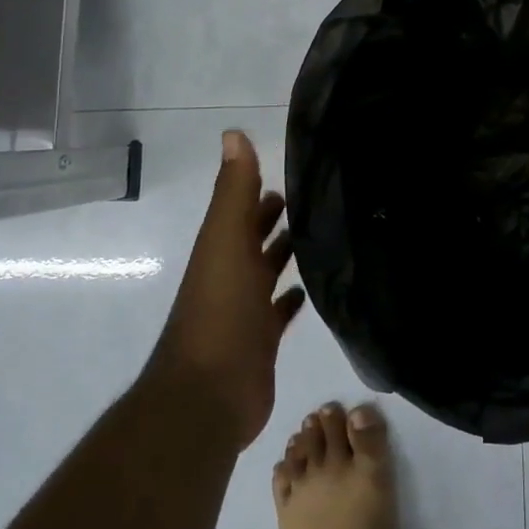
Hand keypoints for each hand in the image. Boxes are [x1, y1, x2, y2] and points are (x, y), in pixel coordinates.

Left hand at [156, 131, 304, 448]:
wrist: (209, 395)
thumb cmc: (220, 311)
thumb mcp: (226, 242)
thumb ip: (233, 191)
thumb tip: (232, 133)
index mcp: (222, 250)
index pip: (242, 211)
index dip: (260, 191)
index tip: (293, 172)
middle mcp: (232, 276)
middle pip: (254, 240)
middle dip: (274, 219)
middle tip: (313, 199)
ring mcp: (245, 311)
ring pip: (267, 273)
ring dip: (284, 255)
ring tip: (319, 236)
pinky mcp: (261, 341)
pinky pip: (278, 312)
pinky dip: (290, 298)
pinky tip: (308, 290)